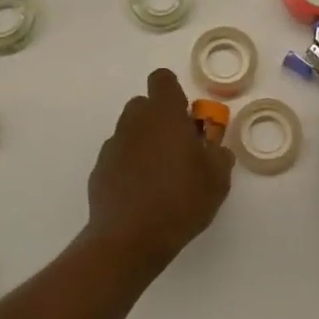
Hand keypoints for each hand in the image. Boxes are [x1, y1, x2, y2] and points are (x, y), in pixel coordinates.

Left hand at [86, 68, 234, 272]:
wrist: (129, 239)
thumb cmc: (180, 200)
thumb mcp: (217, 179)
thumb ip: (219, 155)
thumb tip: (215, 149)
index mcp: (164, 114)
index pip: (162, 79)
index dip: (174, 92)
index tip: (187, 116)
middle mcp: (134, 122)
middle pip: (144, 105)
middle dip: (160, 119)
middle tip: (178, 148)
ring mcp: (113, 146)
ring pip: (130, 132)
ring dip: (145, 143)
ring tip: (161, 176)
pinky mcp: (99, 170)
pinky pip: (119, 157)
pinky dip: (129, 167)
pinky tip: (142, 194)